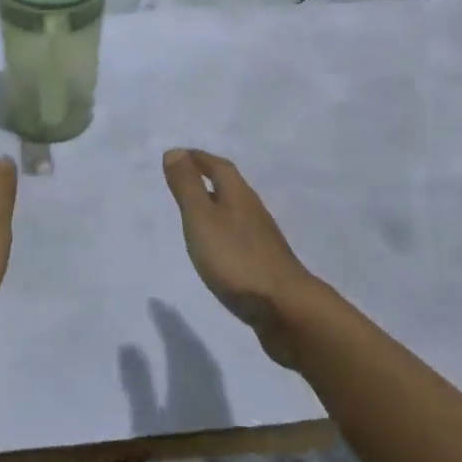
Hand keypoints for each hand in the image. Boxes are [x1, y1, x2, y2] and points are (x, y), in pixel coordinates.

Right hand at [162, 149, 316, 367]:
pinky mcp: (264, 264)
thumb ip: (187, 186)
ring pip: (235, 211)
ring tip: (195, 212)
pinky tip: (216, 248)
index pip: (217, 166)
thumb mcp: (201, 218)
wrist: (286, 309)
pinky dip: (223, 231)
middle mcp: (252, 210)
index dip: (198, 158)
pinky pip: (238, 236)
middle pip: (229, 186)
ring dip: (215, 205)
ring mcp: (262, 238)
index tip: (178, 156)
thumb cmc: (236, 258)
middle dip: (207, 178)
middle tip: (183, 180)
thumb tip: (175, 152)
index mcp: (238, 194)